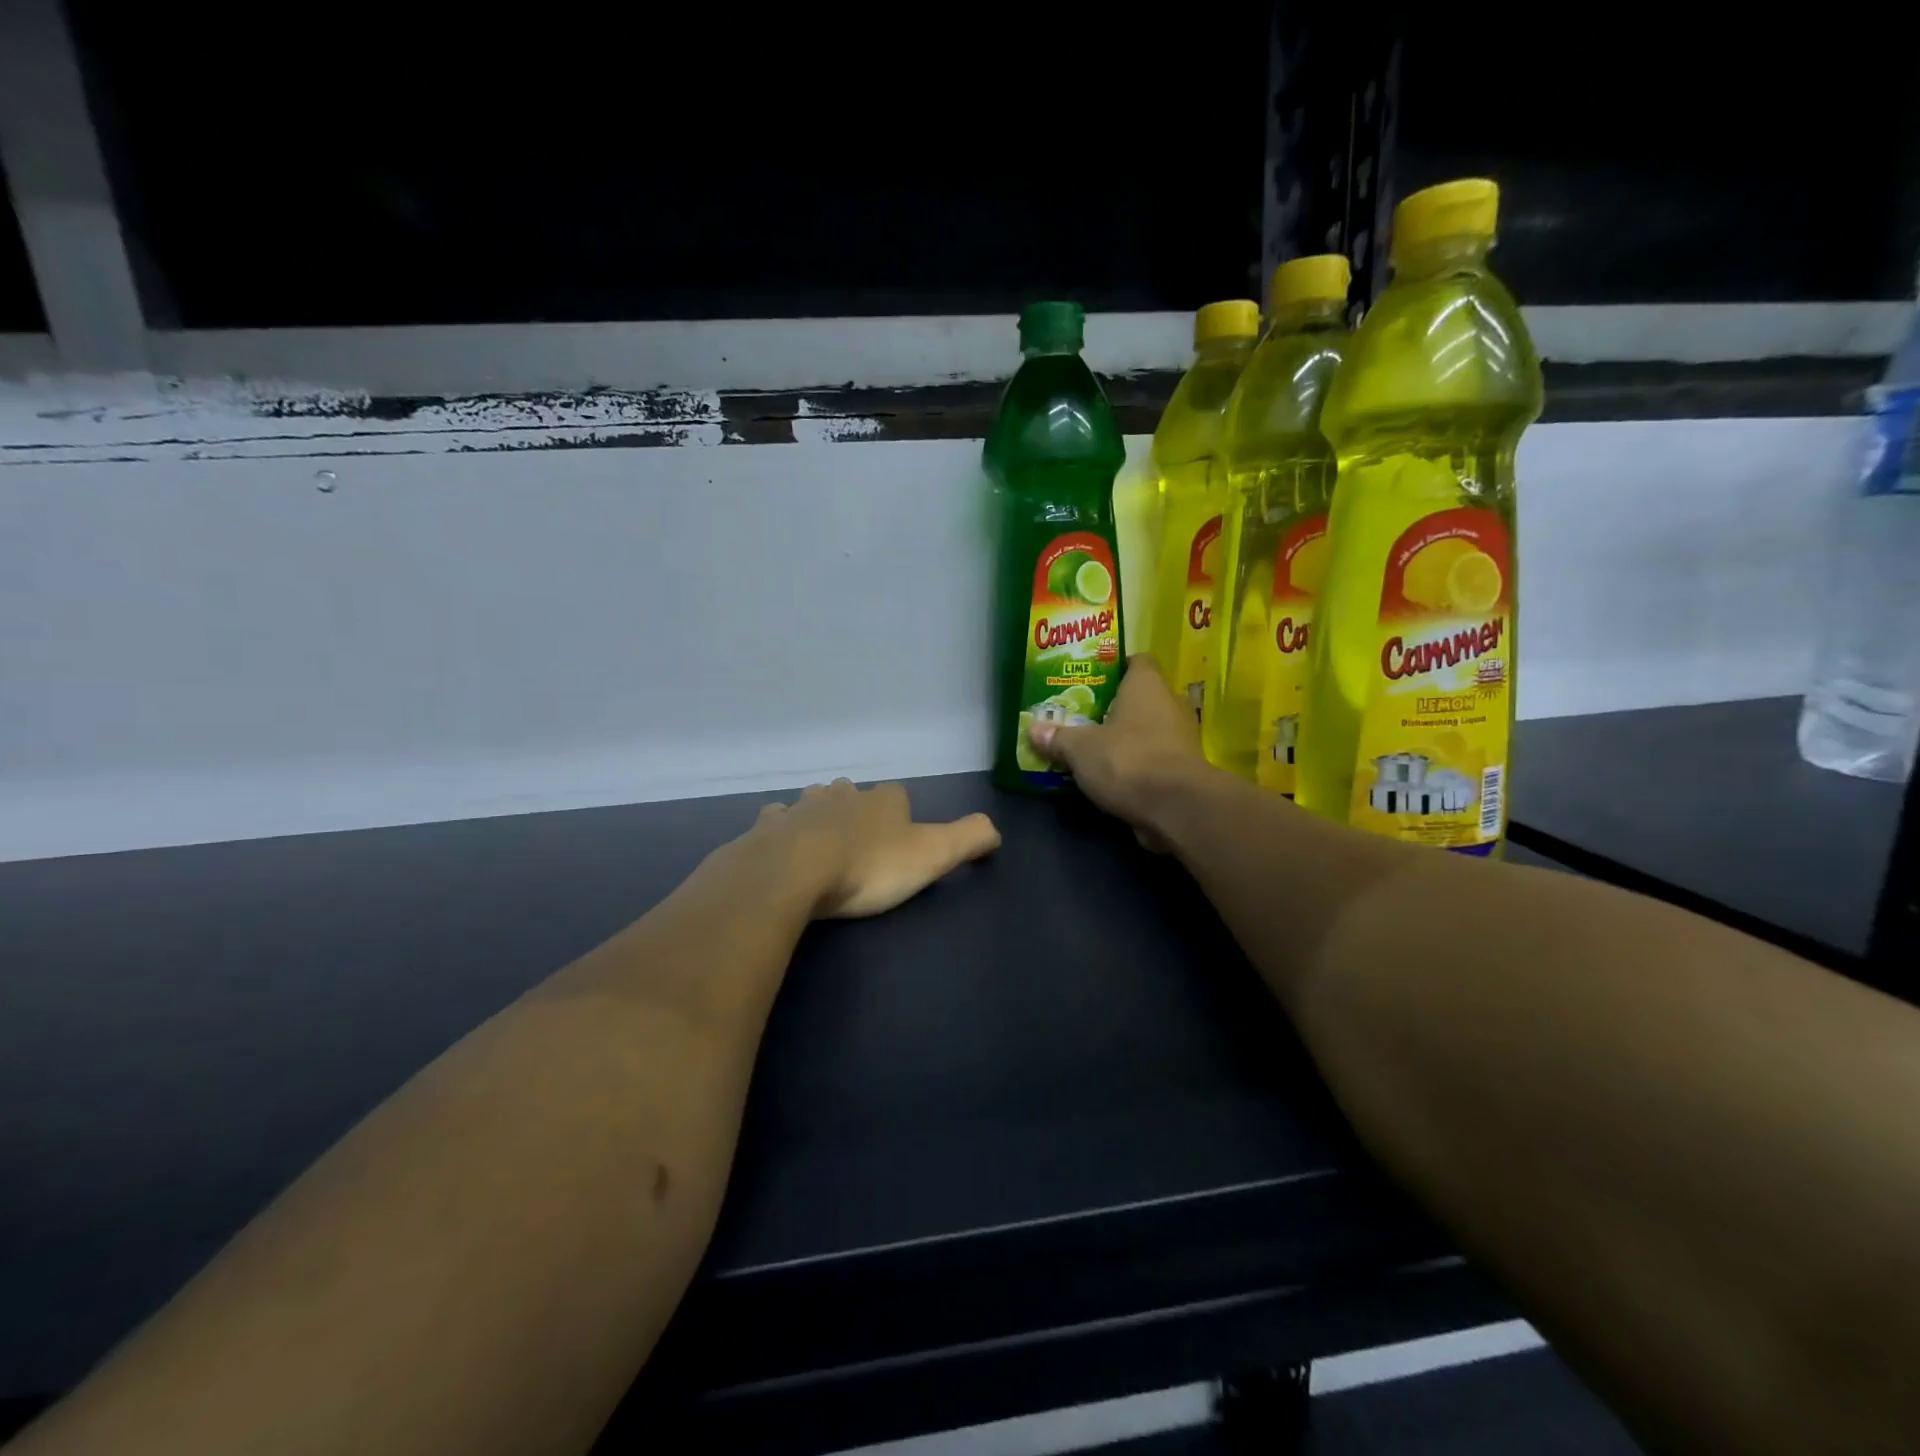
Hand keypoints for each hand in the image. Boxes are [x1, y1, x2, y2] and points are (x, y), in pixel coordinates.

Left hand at [751, 780, 1001, 918]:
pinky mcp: (768, 827)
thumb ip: (969, 838)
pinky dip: (783, 830)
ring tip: (824, 843)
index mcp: (883, 799)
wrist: (793, 872)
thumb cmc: (869, 865)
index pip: (899, 796)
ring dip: (820, 816)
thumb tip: (996, 829)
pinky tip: (783, 847)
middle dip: (859, 811)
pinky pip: (778, 821)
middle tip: (862, 843)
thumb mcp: (933, 855)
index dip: (902, 816)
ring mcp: (801, 807)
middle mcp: (843, 794)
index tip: (902, 843)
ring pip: (815, 802)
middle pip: (855, 794)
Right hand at [1028, 656, 1210, 848]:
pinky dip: (1137, 763)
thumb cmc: (1128, 760)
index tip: (1091, 679)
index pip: (1137, 660)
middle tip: (1082, 716)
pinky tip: (1112, 775)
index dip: (1115, 667)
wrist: (1177, 808)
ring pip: (1148, 729)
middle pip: (1141, 697)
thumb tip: (1034, 730)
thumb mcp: (1081, 749)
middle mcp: (1170, 704)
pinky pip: (1155, 757)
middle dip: (1114, 706)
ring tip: (1093, 747)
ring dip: (1126, 737)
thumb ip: (1058, 738)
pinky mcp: (1185, 769)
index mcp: (1147, 685)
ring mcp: (1182, 738)